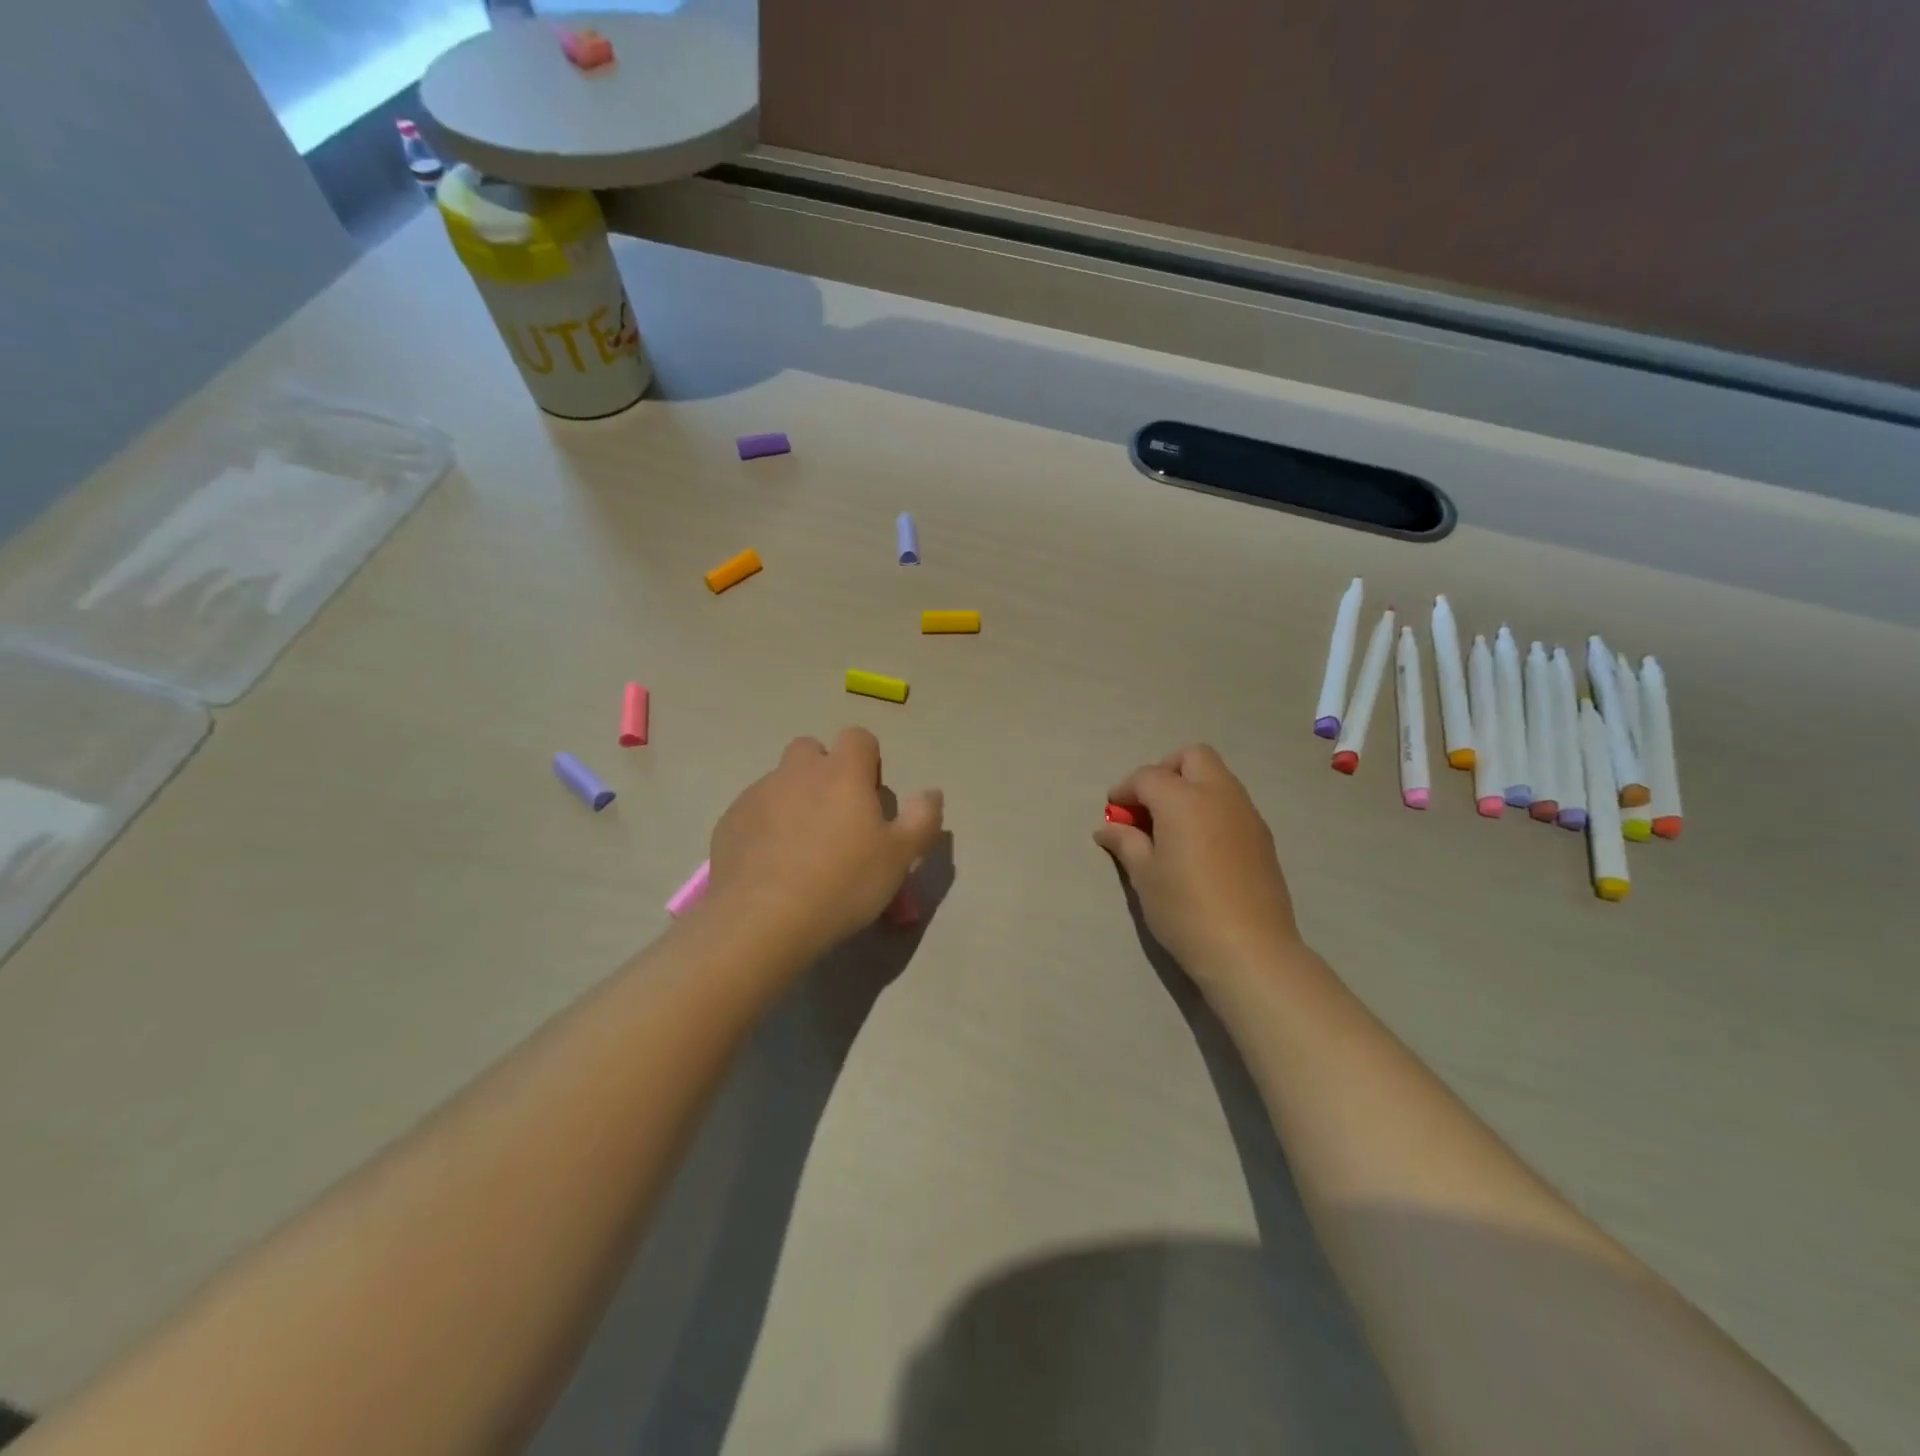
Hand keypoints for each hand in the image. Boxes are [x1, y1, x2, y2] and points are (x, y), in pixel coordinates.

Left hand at [707, 728, 943, 960]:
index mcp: (842, 772)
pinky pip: (753, 812)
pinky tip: (771, 866)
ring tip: (801, 849)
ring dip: (794, 800)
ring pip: (780, 782)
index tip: (869, 797)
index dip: (867, 760)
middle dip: (824, 772)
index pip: (858, 737)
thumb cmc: (843, 883)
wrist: (763, 919)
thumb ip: (922, 819)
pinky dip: (765, 827)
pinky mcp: (729, 822)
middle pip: (811, 750)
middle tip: (835, 817)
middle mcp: (797, 771)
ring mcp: (758, 794)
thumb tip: (931, 792)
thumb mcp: (900, 857)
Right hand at [1094, 745, 1303, 991]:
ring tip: (1171, 826)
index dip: (1125, 789)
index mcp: (1184, 800)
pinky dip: (1210, 807)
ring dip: (1190, 787)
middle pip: (1192, 757)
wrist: (1250, 950)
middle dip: (1165, 771)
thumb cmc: (1185, 910)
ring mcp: (1246, 814)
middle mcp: (1219, 795)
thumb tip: (1108, 828)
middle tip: (1148, 805)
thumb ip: (1126, 842)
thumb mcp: (1144, 876)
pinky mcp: (1262, 836)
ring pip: (1217, 777)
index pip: (1147, 776)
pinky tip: (1198, 844)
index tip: (1113, 811)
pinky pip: (1232, 803)